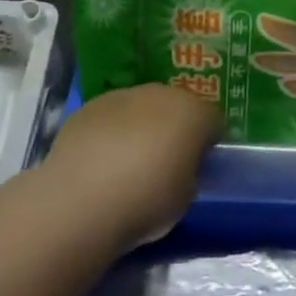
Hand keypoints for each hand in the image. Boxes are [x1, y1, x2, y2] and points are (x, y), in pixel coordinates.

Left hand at [40, 85, 222, 252]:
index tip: (198, 167)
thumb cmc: (146, 202)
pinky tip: (100, 162)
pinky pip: (110, 118)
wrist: (81, 200)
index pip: (213, 122)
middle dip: (174, 129)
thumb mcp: (185, 197)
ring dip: (141, 127)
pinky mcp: (90, 107)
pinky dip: (110, 133)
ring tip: (127, 163)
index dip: (208, 144)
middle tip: (164, 163)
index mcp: (193, 114)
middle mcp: (161, 94)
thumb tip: (180, 167)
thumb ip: (189, 174)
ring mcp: (122, 96)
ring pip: (141, 108)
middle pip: (176, 107)